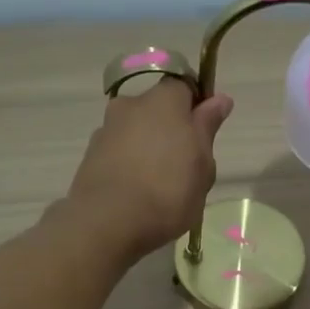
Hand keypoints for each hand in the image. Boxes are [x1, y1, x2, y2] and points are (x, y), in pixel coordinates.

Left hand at [65, 79, 234, 261]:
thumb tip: (219, 98)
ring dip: (149, 148)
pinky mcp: (90, 156)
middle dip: (172, 129)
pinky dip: (130, 165)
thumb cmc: (168, 190)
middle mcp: (130, 105)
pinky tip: (138, 194)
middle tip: (187, 166)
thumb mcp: (203, 163)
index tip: (205, 132)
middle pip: (157, 109)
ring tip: (161, 186)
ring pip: (137, 132)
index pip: (184, 85)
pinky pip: (119, 153)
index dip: (197, 104)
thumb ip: (207, 127)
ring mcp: (106, 130)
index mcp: (163, 100)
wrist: (106, 223)